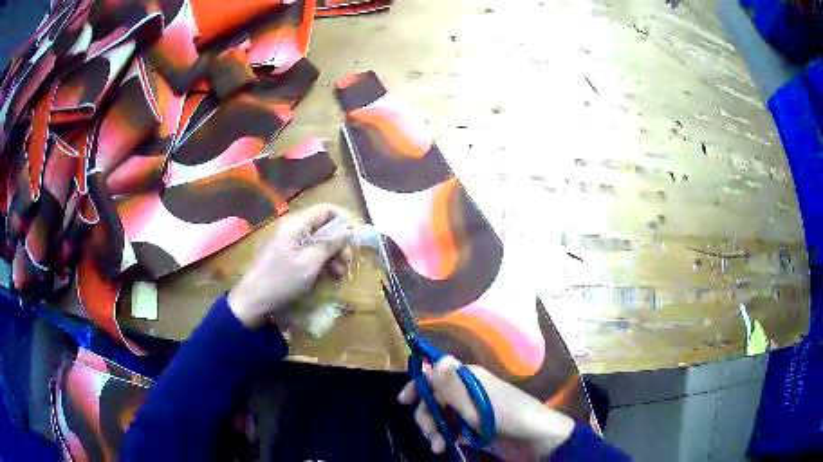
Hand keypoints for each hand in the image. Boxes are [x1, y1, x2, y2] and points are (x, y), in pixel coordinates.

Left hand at [228, 204, 351, 328]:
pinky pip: (308, 252)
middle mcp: (292, 228)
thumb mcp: (311, 263)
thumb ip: (330, 244)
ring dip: (331, 255)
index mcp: (296, 224)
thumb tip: (348, 230)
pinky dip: (320, 261)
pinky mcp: (286, 255)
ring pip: (317, 241)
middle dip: (338, 243)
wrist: (253, 300)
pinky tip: (326, 276)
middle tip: (347, 263)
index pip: (326, 210)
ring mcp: (288, 242)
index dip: (343, 222)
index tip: (353, 241)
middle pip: (323, 226)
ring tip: (338, 274)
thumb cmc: (282, 280)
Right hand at [398, 356, 574, 457]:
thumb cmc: (508, 417)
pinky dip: (445, 437)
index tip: (404, 401)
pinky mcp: (476, 427)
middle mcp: (468, 391)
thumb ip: (452, 386)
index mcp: (469, 378)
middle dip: (426, 414)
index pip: (437, 376)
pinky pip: (452, 429)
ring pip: (442, 415)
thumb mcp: (477, 404)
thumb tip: (436, 359)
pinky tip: (443, 447)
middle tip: (428, 432)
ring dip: (434, 429)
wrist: (538, 438)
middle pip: (436, 398)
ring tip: (437, 446)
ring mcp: (472, 411)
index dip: (419, 386)